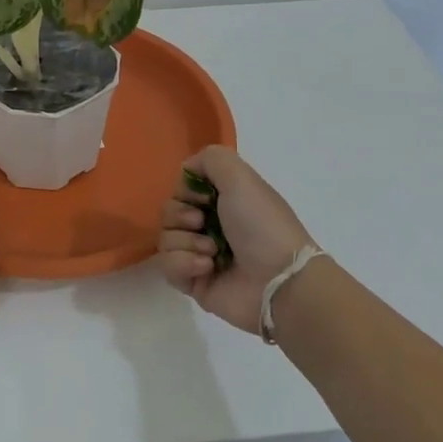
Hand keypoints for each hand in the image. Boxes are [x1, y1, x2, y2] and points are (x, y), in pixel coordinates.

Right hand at [159, 146, 314, 336]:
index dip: (185, 190)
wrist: (278, 280)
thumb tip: (186, 171)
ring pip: (164, 238)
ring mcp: (199, 254)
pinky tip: (207, 268)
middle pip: (169, 212)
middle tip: (202, 222)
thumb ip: (210, 158)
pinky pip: (167, 266)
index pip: (183, 188)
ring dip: (186, 242)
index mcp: (223, 201)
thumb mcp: (241, 177)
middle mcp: (210, 225)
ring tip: (212, 252)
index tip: (202, 197)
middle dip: (181, 215)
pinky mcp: (193, 282)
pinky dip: (184, 264)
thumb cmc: (261, 225)